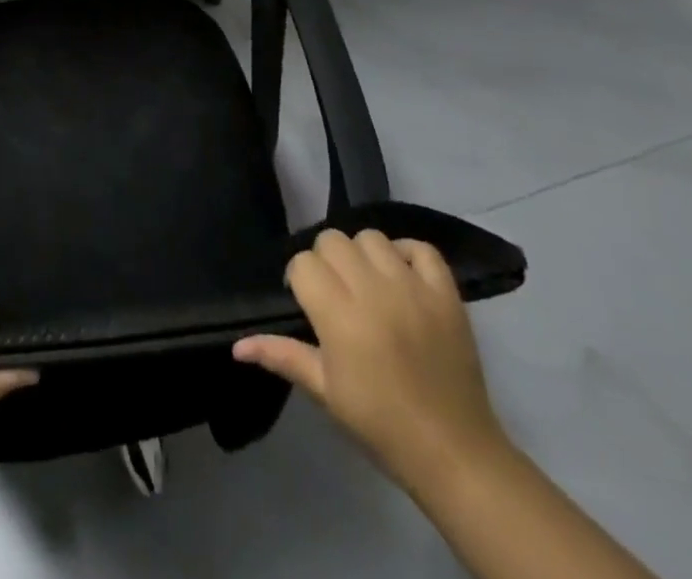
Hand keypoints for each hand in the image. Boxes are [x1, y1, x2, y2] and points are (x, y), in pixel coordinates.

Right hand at [234, 230, 507, 494]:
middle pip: (333, 240)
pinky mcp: (446, 293)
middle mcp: (373, 290)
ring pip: (372, 237)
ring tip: (369, 285)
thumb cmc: (381, 425)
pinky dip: (408, 254)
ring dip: (363, 255)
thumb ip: (282, 355)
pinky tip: (401, 277)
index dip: (300, 279)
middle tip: (336, 294)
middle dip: (326, 261)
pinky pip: (421, 248)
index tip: (308, 305)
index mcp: (340, 316)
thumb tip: (237, 345)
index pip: (303, 263)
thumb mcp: (325, 392)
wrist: (454, 454)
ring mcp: (413, 288)